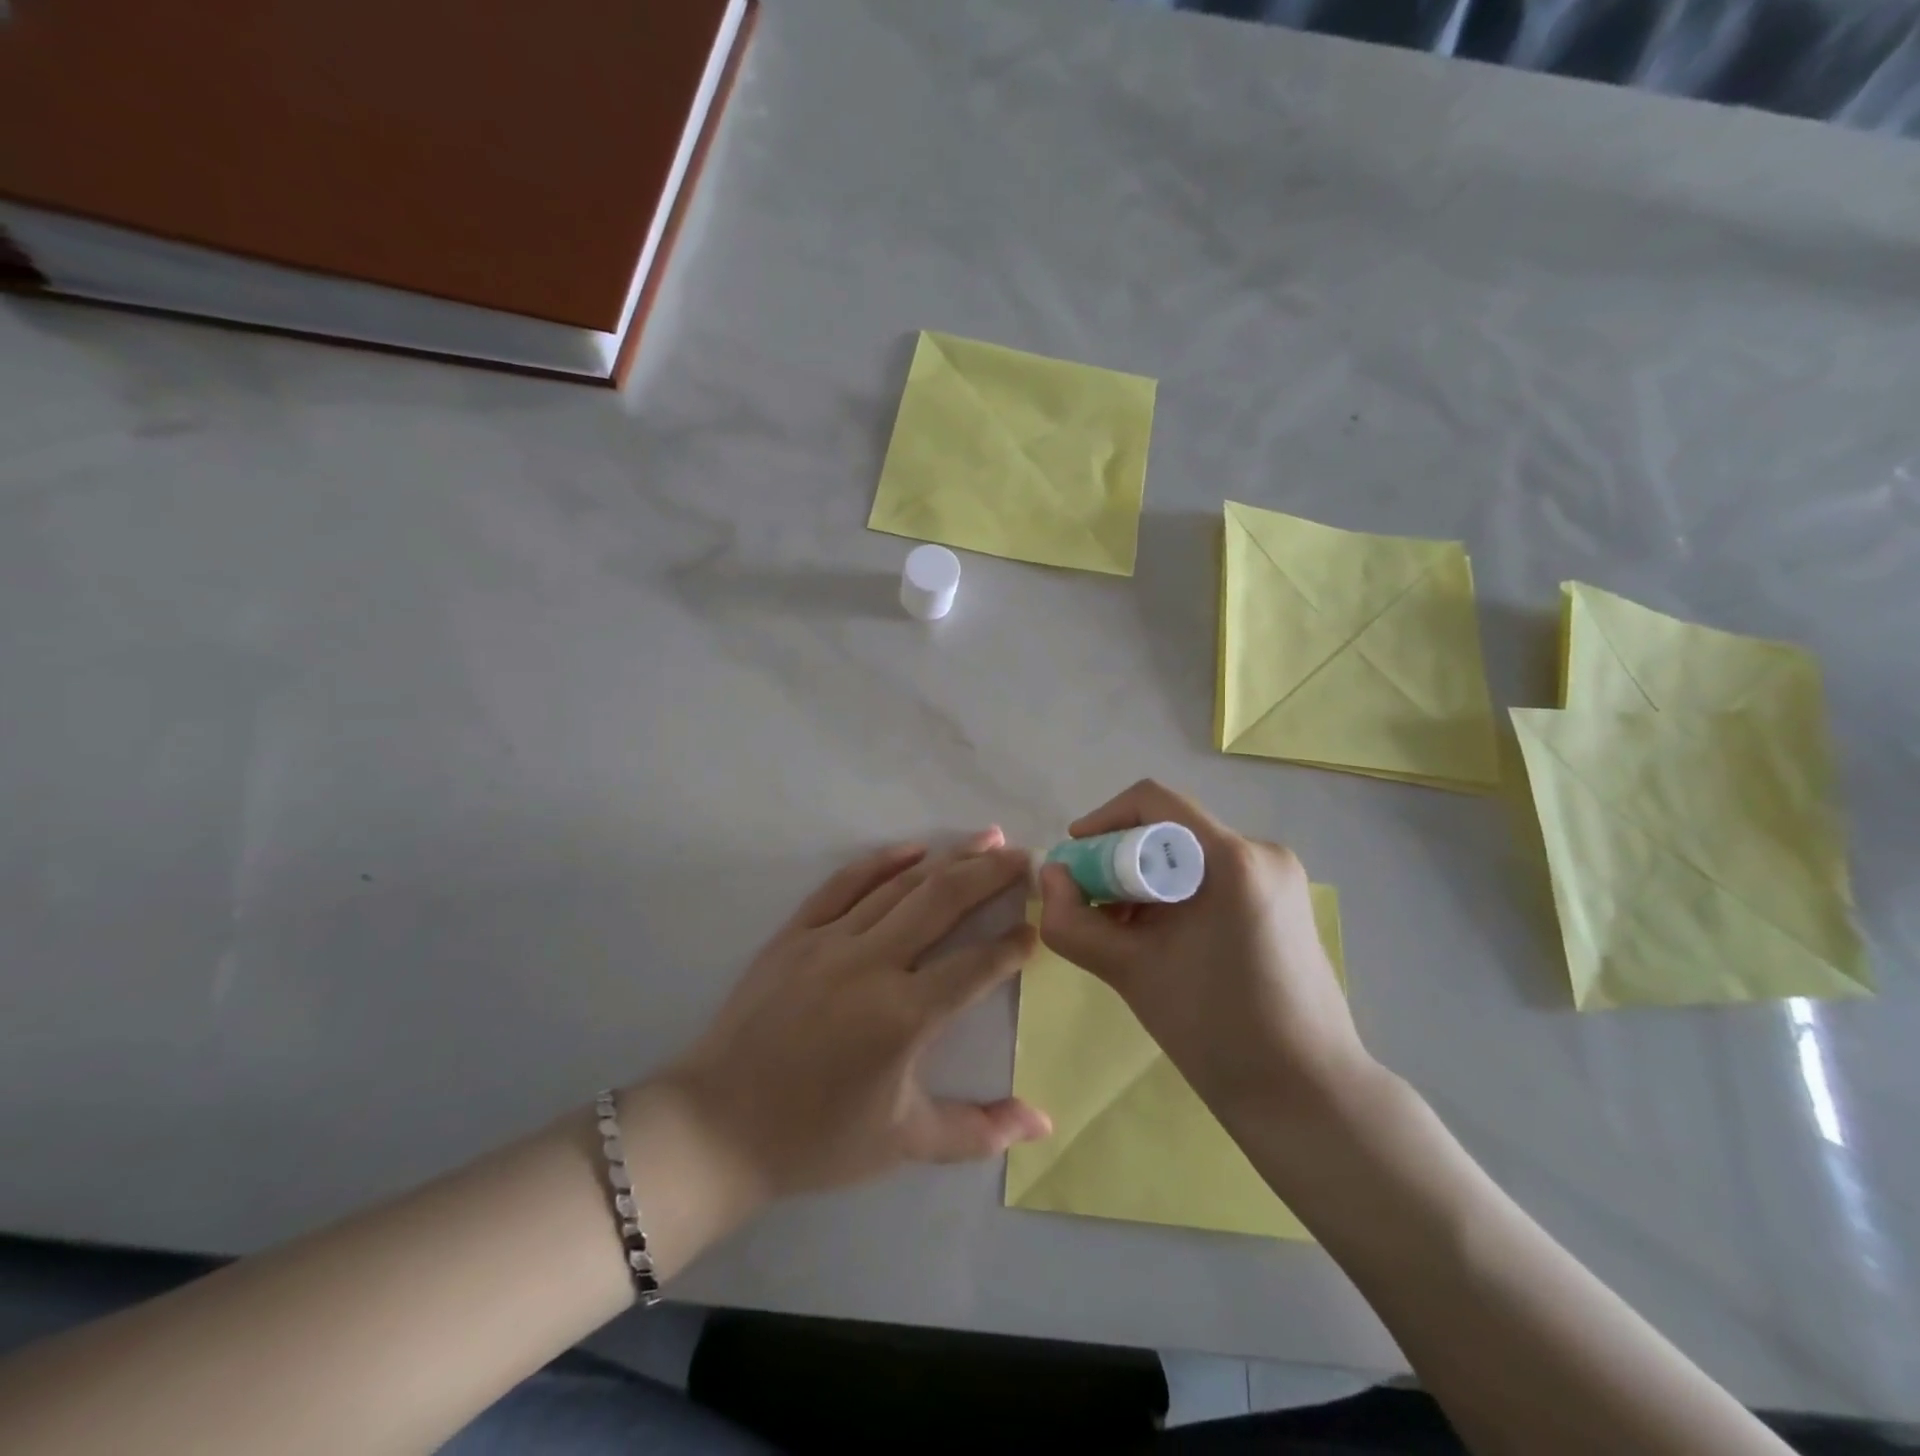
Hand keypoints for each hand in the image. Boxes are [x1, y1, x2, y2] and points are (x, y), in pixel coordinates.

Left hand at [662, 830, 1049, 1202]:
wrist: (718, 1126)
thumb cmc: (816, 1139)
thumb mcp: (905, 1143)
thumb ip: (980, 1130)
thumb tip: (1045, 1123)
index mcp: (904, 1016)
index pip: (977, 965)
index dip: (1014, 943)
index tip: (1038, 925)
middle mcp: (872, 965)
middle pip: (944, 902)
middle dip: (992, 874)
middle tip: (1027, 856)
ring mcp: (830, 941)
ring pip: (900, 885)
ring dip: (949, 858)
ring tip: (988, 839)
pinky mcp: (796, 932)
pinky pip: (844, 883)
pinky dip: (882, 861)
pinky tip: (915, 847)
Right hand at [1037, 781, 1372, 1119]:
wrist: (1306, 1095)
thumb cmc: (1216, 1030)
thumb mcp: (1129, 972)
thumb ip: (1074, 921)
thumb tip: (1050, 875)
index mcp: (1232, 859)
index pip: (1154, 802)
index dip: (1103, 820)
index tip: (1074, 859)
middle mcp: (1262, 852)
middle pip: (1172, 830)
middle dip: (1122, 860)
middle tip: (1093, 906)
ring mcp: (1280, 877)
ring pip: (1192, 855)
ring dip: (1148, 881)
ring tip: (1125, 931)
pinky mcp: (1285, 902)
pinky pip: (1216, 876)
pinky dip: (1179, 894)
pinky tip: (1164, 939)